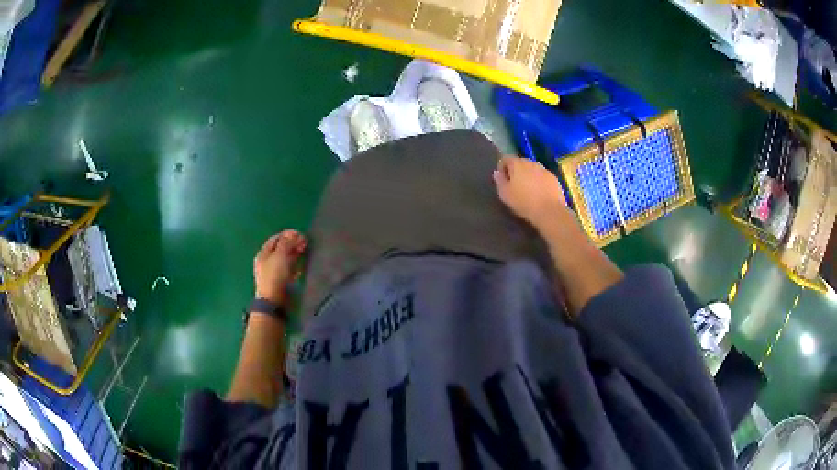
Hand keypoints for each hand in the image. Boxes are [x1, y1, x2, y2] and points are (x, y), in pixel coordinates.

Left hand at [253, 230, 307, 304]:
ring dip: (295, 254)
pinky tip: (302, 266)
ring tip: (305, 252)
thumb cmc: (275, 276)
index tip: (300, 235)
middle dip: (292, 244)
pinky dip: (296, 266)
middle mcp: (267, 262)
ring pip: (285, 259)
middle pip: (280, 248)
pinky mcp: (281, 282)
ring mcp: (273, 273)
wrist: (274, 302)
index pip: (276, 238)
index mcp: (263, 253)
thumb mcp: (280, 255)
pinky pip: (289, 270)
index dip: (288, 235)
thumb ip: (286, 243)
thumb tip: (293, 233)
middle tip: (305, 243)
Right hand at [493, 156, 567, 230]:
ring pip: (533, 169)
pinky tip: (539, 194)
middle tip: (514, 186)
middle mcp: (531, 162)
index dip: (502, 168)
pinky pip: (542, 177)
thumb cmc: (523, 202)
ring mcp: (544, 170)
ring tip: (527, 190)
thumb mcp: (505, 194)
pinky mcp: (554, 178)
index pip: (506, 158)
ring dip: (528, 176)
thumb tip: (497, 172)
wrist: (549, 211)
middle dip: (516, 171)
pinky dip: (539, 182)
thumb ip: (500, 181)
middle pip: (520, 163)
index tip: (502, 180)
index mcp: (517, 164)